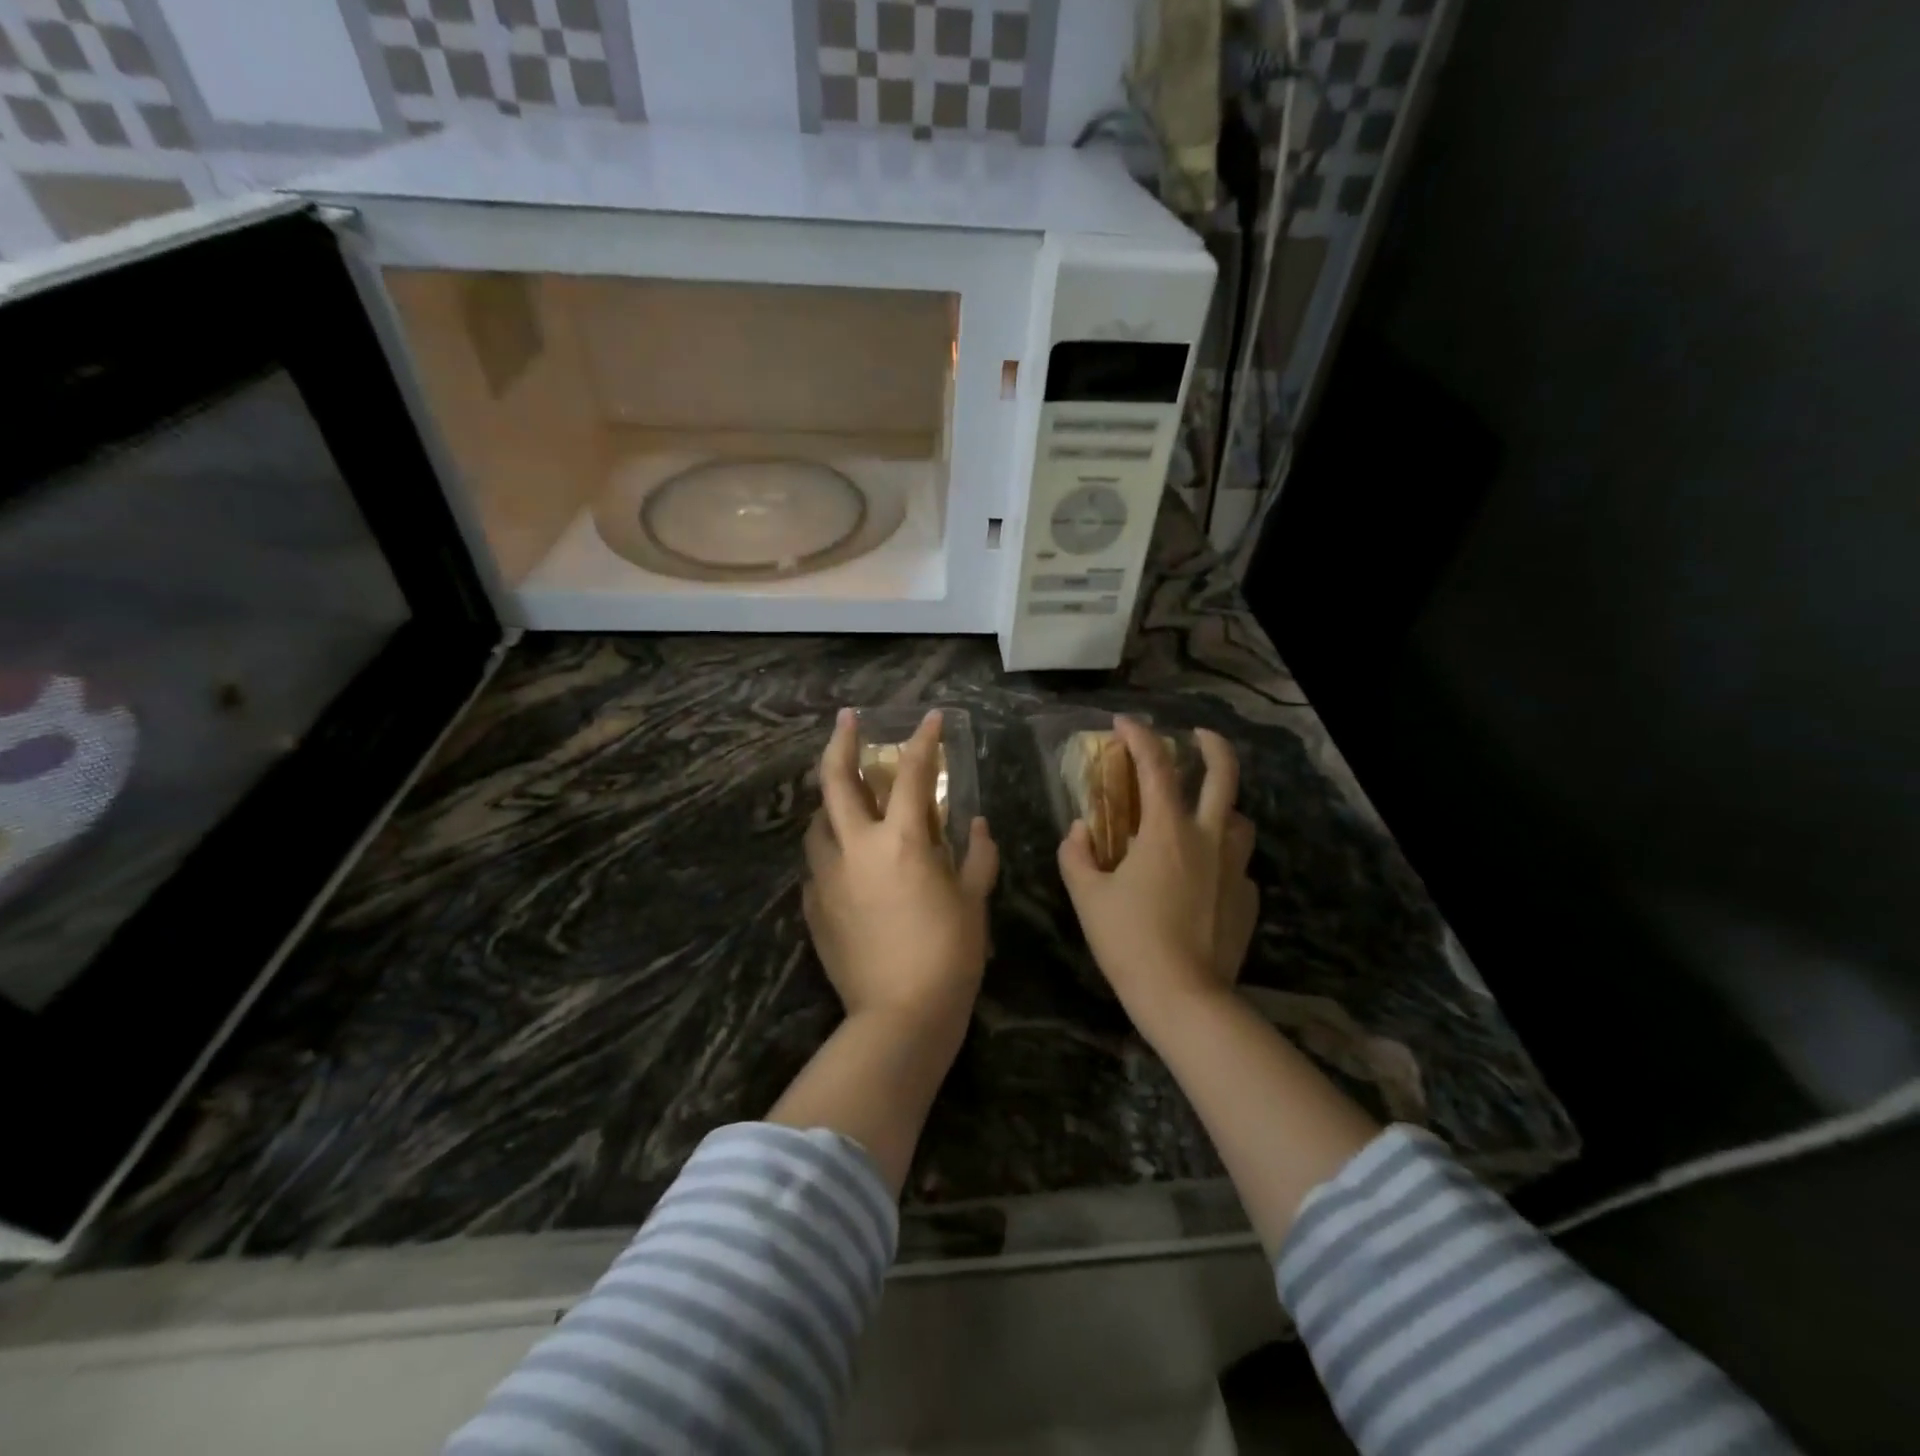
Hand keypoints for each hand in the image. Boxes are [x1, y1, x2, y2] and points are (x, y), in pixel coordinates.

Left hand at [804, 708, 998, 1026]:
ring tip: (847, 801)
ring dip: (832, 803)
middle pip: (836, 778)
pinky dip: (832, 852)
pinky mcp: (812, 905)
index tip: (931, 718)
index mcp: (903, 840)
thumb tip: (977, 824)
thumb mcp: (973, 900)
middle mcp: (857, 846)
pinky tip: (847, 864)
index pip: (914, 773)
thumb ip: (978, 855)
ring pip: (818, 821)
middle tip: (846, 719)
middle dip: (841, 741)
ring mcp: (827, 875)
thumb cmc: (949, 954)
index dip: (925, 739)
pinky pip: (817, 864)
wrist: (900, 1015)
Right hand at [1058, 718, 1256, 1031]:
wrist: (1183, 996)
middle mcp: (1208, 838)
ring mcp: (1234, 868)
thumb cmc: (1128, 940)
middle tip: (1200, 735)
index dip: (1139, 735)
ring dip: (1222, 807)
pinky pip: (1237, 866)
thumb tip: (1079, 831)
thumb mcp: (1087, 896)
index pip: (1155, 765)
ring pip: (1239, 820)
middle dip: (1213, 745)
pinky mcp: (1247, 899)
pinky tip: (1203, 880)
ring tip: (1201, 816)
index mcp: (1167, 831)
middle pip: (1224, 775)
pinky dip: (1220, 860)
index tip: (1124, 721)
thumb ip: (1077, 855)